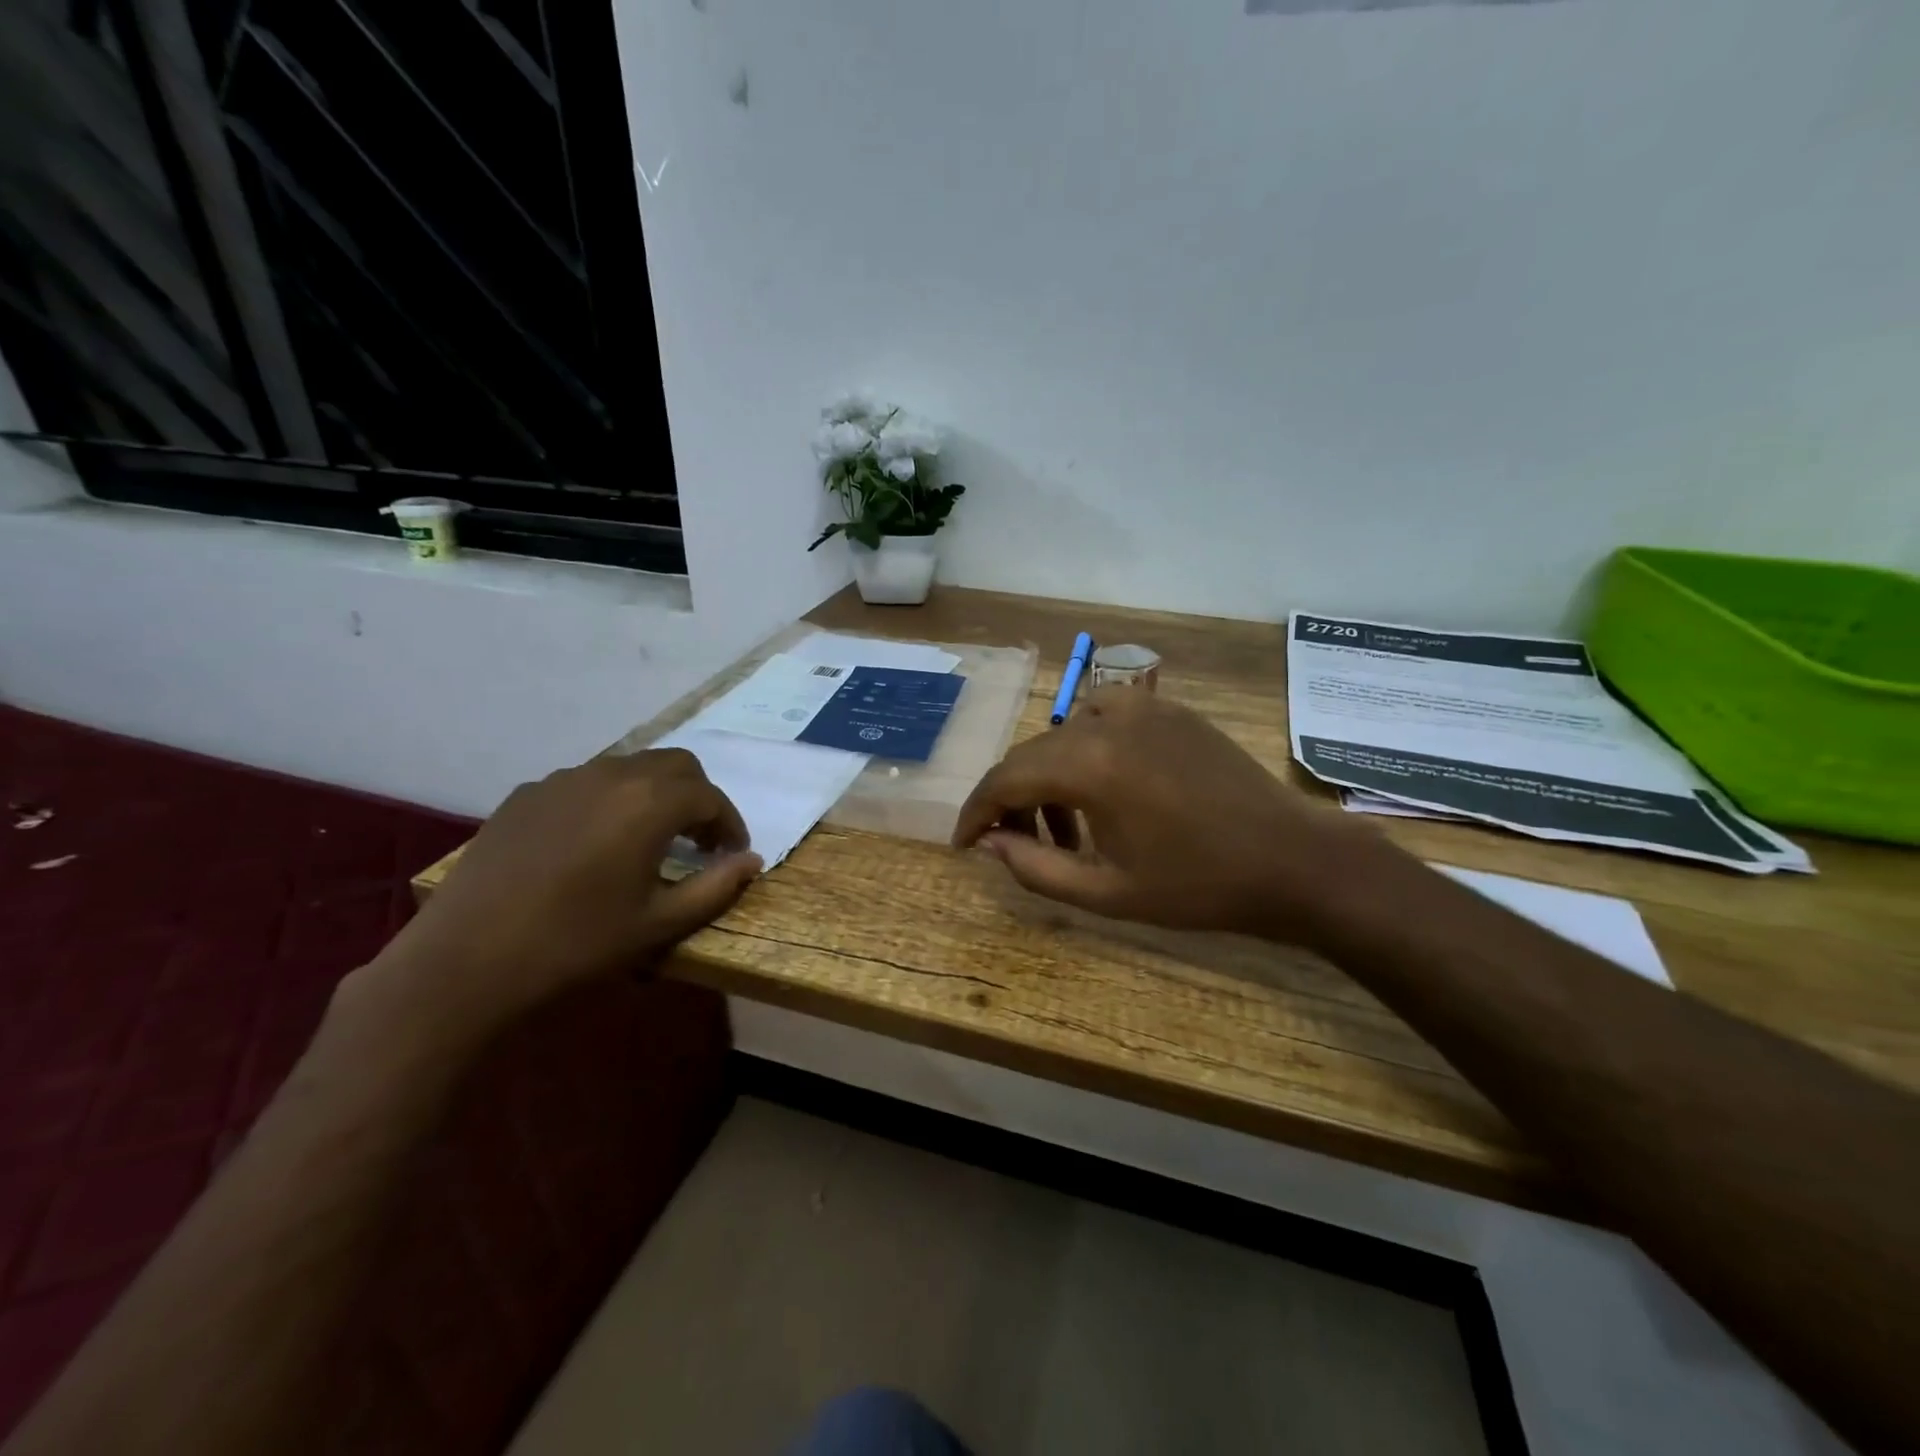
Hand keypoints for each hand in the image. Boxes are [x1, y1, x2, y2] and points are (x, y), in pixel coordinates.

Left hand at [347, 750, 760, 1037]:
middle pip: (676, 765)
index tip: (732, 855)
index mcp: (650, 803)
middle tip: (698, 842)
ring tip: (650, 840)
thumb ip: (715, 887)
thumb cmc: (575, 944)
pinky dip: (609, 800)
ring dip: (655, 794)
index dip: (730, 825)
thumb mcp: (659, 923)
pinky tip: (594, 843)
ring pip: (630, 767)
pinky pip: (586, 783)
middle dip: (698, 797)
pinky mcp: (526, 795)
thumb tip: (752, 861)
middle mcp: (611, 775)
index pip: (710, 797)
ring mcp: (563, 780)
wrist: (465, 962)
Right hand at [952, 688, 1386, 939]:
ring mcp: (1142, 707)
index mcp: (1088, 765)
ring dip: (1049, 777)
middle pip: (1031, 755)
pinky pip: (1103, 717)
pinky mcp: (1169, 710)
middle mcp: (1106, 721)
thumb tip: (989, 843)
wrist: (1292, 860)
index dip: (976, 812)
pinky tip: (1105, 784)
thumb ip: (1034, 867)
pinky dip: (1085, 749)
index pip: (1005, 780)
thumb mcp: (1106, 892)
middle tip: (1015, 844)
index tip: (965, 844)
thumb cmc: (1198, 886)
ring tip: (1067, 827)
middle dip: (1011, 800)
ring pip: (1064, 736)